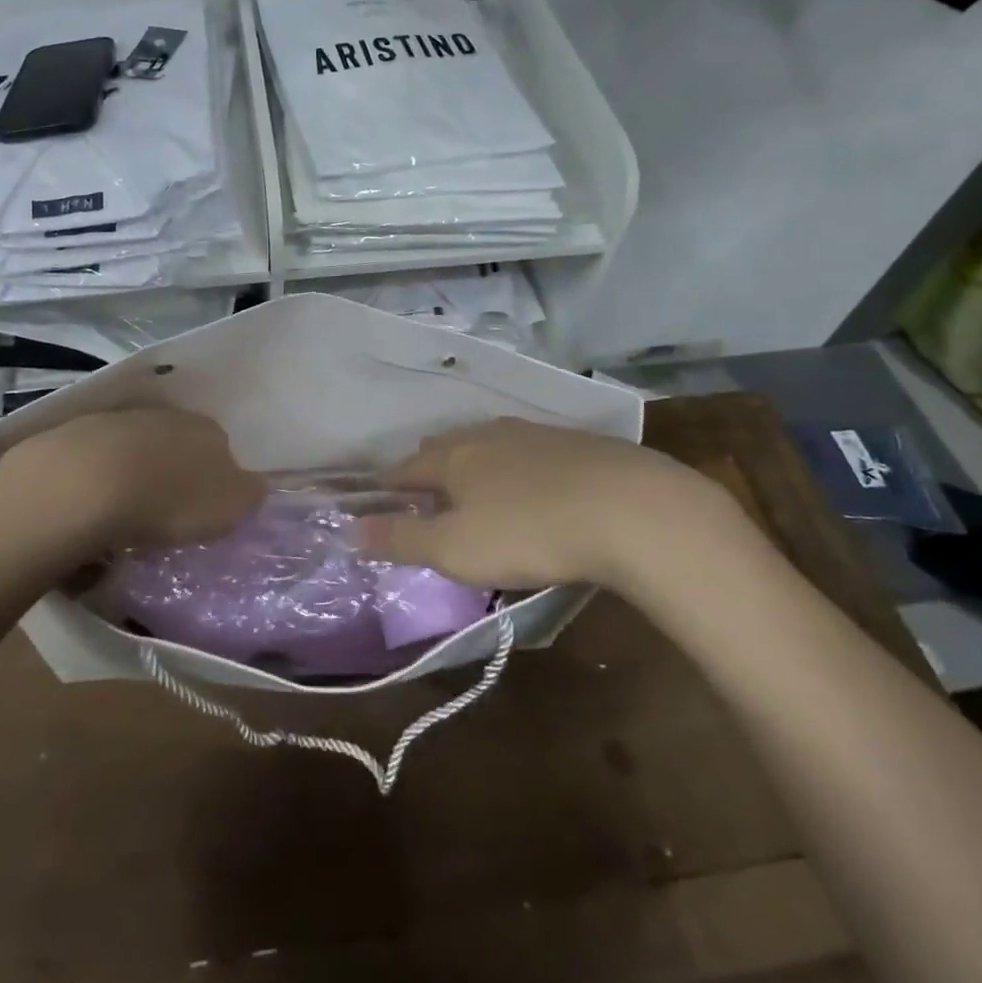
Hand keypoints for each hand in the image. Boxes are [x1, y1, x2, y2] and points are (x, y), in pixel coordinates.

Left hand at [2, 408, 263, 550]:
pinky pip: (103, 459)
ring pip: (141, 449)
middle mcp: (171, 416)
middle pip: (181, 446)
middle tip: (167, 515)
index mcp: (211, 431)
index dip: (217, 481)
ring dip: (138, 475)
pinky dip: (103, 479)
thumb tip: (255, 486)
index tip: (205, 512)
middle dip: (176, 476)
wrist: (88, 481)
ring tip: (127, 515)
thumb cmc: (170, 499)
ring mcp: (124, 420)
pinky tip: (94, 504)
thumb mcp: (227, 508)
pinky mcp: (82, 432)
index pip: (224, 451)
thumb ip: (248, 496)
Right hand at [361, 418, 760, 590]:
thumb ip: (401, 538)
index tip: (381, 504)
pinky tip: (532, 488)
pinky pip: (527, 452)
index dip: (389, 487)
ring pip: (487, 446)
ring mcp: (534, 433)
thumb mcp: (455, 549)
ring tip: (475, 493)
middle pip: (445, 448)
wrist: (631, 509)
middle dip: (430, 472)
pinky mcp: (575, 443)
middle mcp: (487, 434)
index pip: (406, 468)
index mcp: (453, 456)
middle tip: (427, 501)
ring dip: (473, 467)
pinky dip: (515, 469)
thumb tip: (350, 530)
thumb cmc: (529, 532)